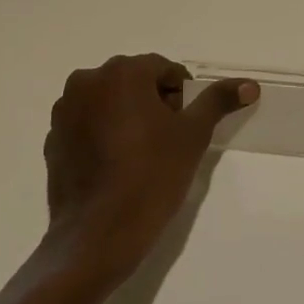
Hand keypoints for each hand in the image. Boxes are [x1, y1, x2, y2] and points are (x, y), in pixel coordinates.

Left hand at [43, 56, 258, 283]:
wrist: (98, 234)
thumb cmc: (151, 177)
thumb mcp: (192, 137)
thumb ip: (218, 102)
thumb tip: (249, 84)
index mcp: (121, 73)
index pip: (162, 69)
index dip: (180, 95)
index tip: (185, 126)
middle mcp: (87, 81)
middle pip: (132, 81)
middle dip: (153, 103)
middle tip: (167, 141)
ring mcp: (65, 110)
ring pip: (108, 101)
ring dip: (126, 116)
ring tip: (141, 155)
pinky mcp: (53, 137)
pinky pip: (86, 124)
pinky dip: (102, 134)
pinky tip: (114, 166)